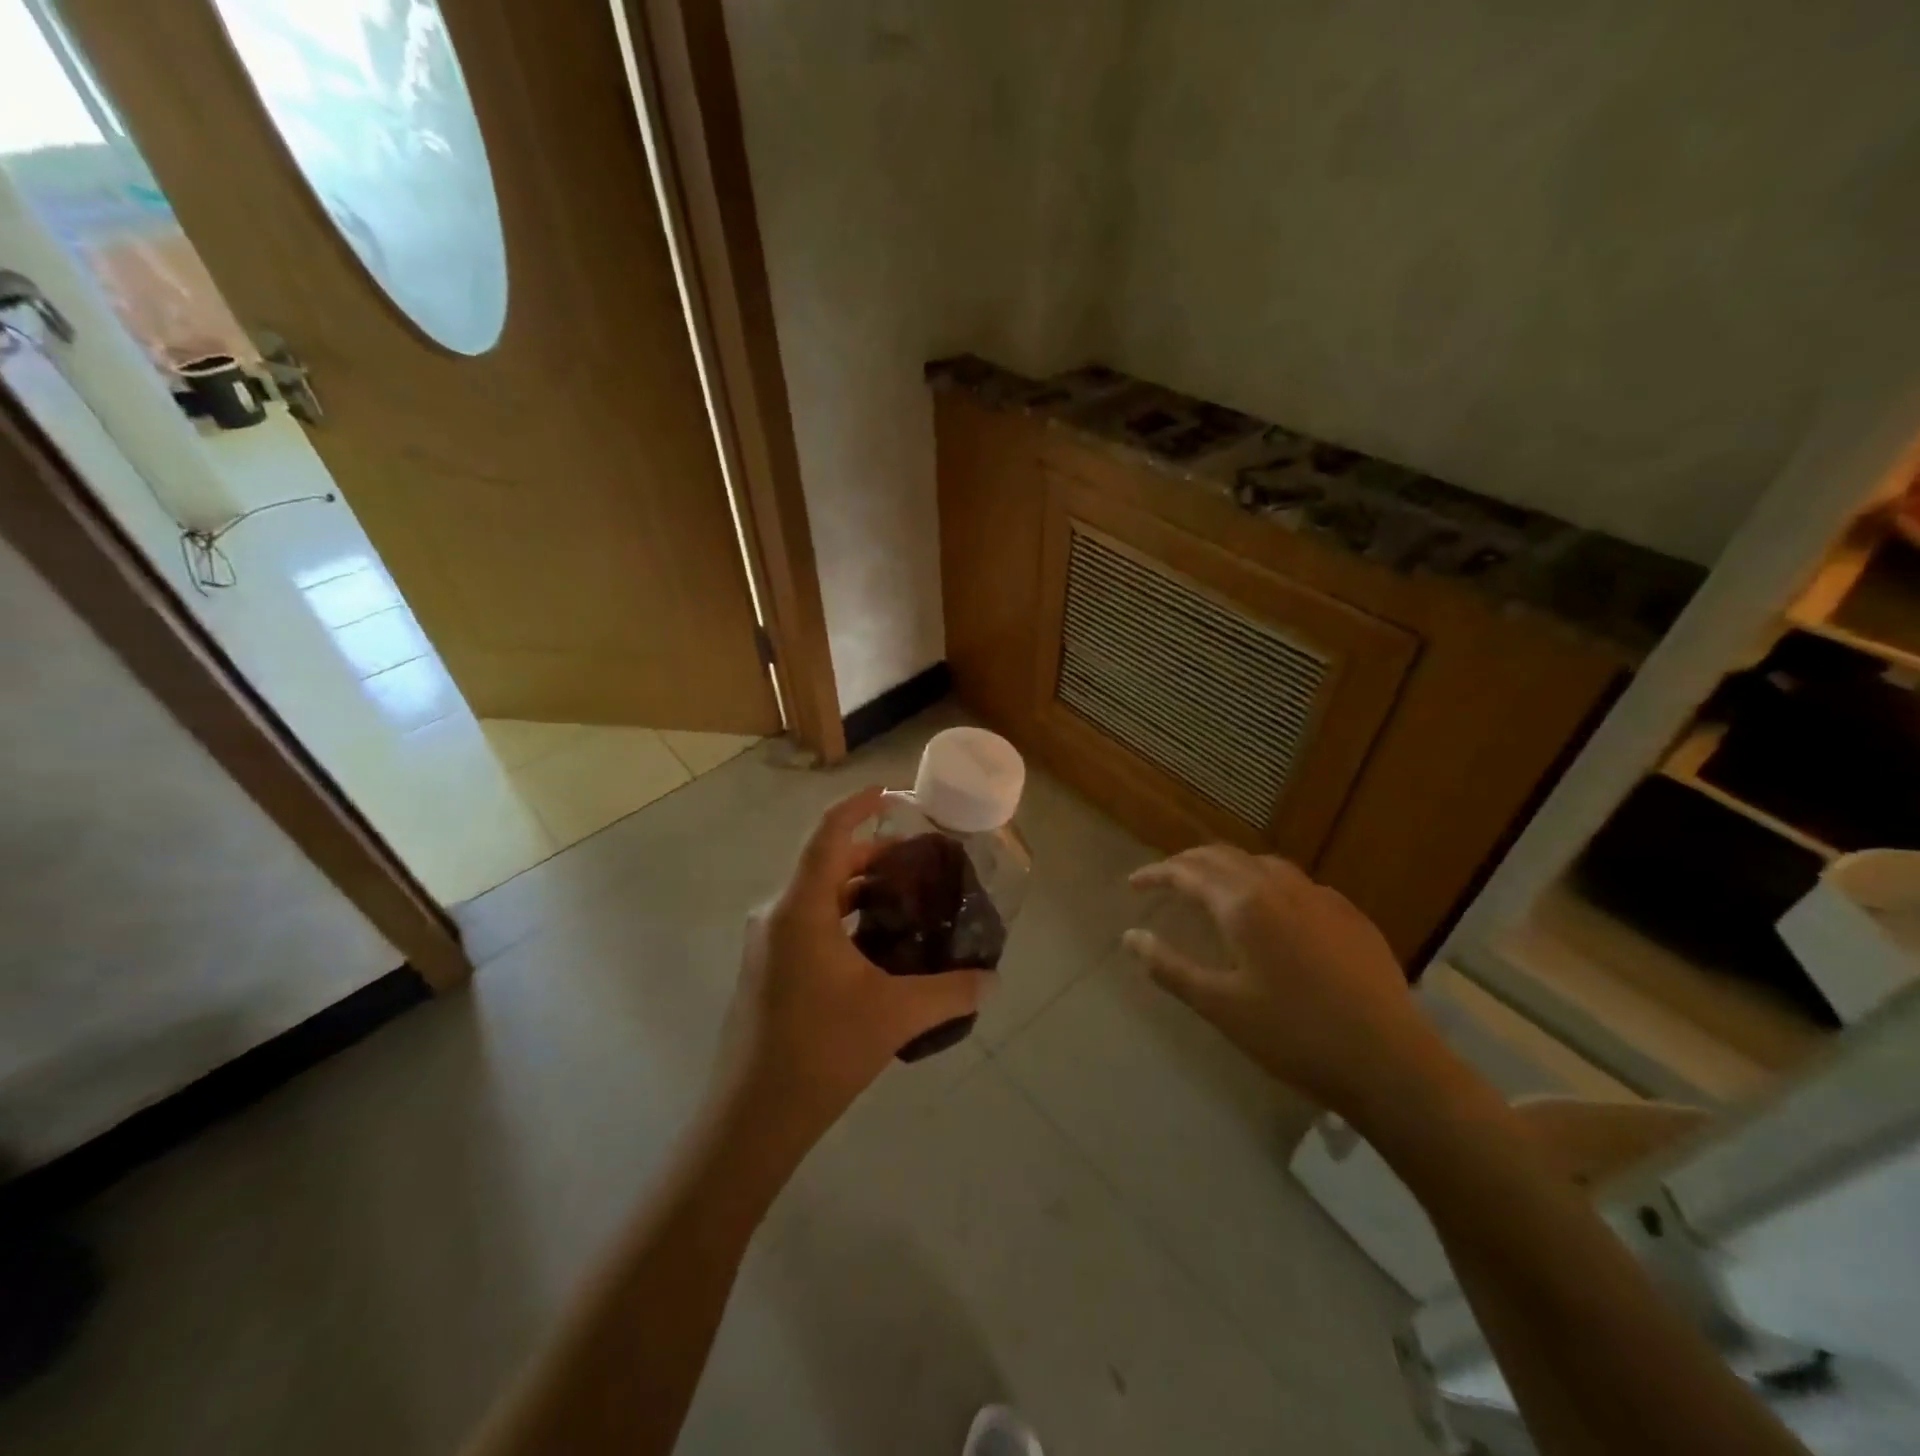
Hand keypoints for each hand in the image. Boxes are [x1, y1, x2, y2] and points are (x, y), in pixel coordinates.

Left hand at [714, 787, 991, 1153]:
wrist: (751, 1120)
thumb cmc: (820, 1053)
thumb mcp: (895, 1016)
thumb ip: (950, 992)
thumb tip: (992, 980)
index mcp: (800, 909)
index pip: (827, 834)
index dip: (859, 805)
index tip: (891, 792)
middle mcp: (776, 915)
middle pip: (825, 862)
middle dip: (871, 853)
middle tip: (918, 861)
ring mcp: (767, 943)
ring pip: (816, 895)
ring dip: (857, 888)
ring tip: (904, 899)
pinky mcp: (766, 969)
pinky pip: (807, 922)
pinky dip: (841, 916)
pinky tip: (875, 945)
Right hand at [1124, 846, 1434, 1115]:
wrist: (1390, 1063)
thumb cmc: (1294, 1035)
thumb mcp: (1221, 1006)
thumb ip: (1170, 967)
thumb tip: (1130, 937)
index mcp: (1244, 904)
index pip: (1187, 872)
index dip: (1156, 874)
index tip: (1133, 884)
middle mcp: (1280, 886)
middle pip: (1223, 856)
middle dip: (1188, 863)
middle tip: (1165, 880)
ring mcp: (1321, 897)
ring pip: (1261, 863)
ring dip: (1228, 868)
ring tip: (1212, 888)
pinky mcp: (1350, 916)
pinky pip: (1295, 883)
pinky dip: (1265, 884)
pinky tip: (1271, 912)